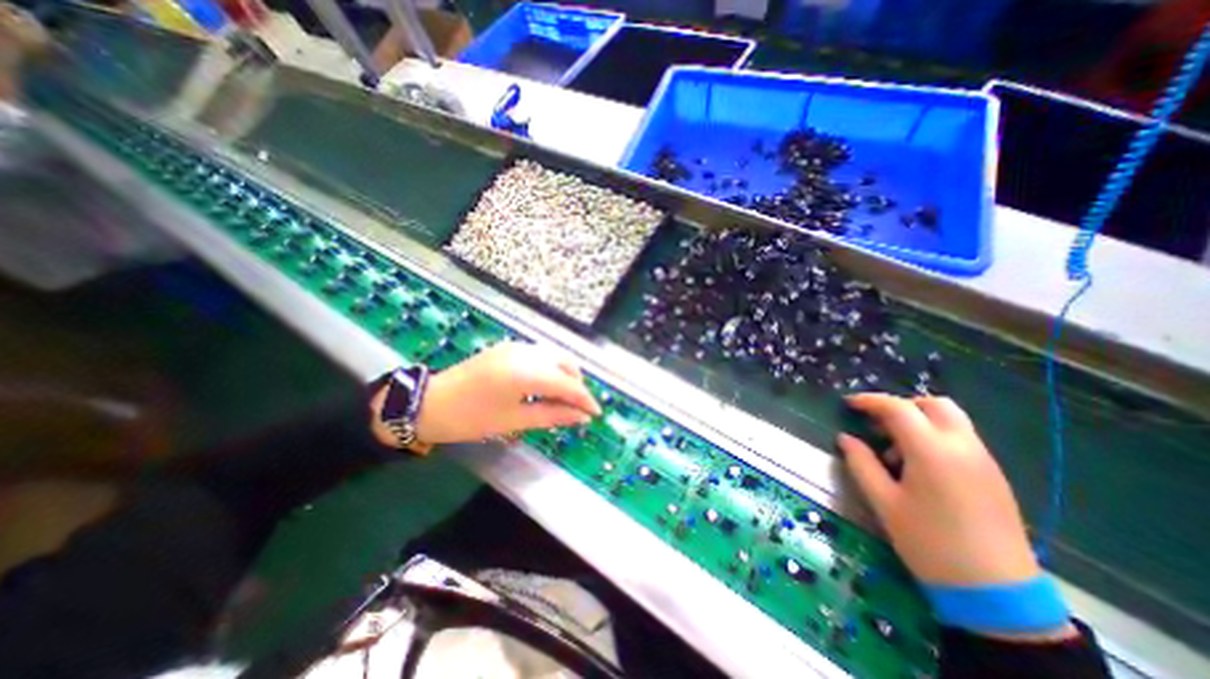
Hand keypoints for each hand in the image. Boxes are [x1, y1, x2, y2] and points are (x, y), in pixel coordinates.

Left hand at [368, 340, 593, 445]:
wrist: (428, 403)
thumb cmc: (471, 418)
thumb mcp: (514, 420)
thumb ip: (553, 415)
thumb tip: (582, 418)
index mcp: (528, 371)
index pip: (568, 383)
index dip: (585, 399)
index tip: (596, 414)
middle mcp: (527, 352)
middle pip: (566, 364)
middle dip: (576, 385)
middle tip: (577, 408)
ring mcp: (517, 346)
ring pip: (554, 356)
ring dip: (564, 375)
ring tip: (562, 399)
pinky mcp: (508, 347)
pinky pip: (540, 354)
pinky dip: (550, 368)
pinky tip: (544, 386)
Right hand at [838, 394, 1034, 587]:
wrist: (996, 594)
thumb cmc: (928, 542)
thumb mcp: (883, 501)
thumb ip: (861, 463)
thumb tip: (845, 438)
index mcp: (932, 452)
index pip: (898, 408)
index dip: (870, 401)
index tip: (849, 404)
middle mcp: (963, 447)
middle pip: (934, 404)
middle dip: (901, 406)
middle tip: (877, 423)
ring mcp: (983, 461)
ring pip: (951, 420)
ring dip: (918, 422)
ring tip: (894, 451)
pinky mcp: (993, 476)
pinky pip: (961, 439)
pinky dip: (935, 437)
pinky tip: (918, 467)